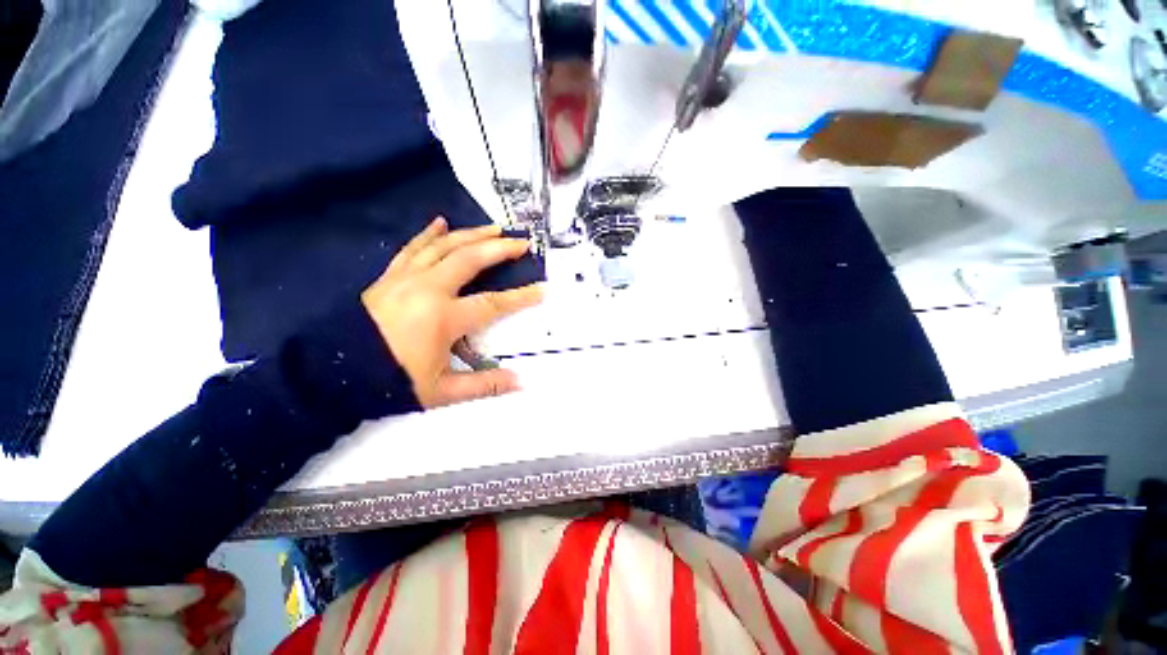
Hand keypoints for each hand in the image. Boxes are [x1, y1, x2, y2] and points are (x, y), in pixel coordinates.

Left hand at [361, 217, 542, 407]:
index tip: (542, 289)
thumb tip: (520, 382)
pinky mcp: (390, 276)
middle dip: (500, 249)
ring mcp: (406, 278)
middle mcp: (427, 289)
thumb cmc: (390, 382)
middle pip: (470, 260)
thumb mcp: (441, 391)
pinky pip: (413, 248)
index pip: (492, 303)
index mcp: (443, 318)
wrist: (332, 374)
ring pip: (444, 247)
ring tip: (494, 228)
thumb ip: (484, 385)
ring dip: (472, 235)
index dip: (521, 297)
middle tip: (522, 242)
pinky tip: (441, 222)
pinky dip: (429, 234)